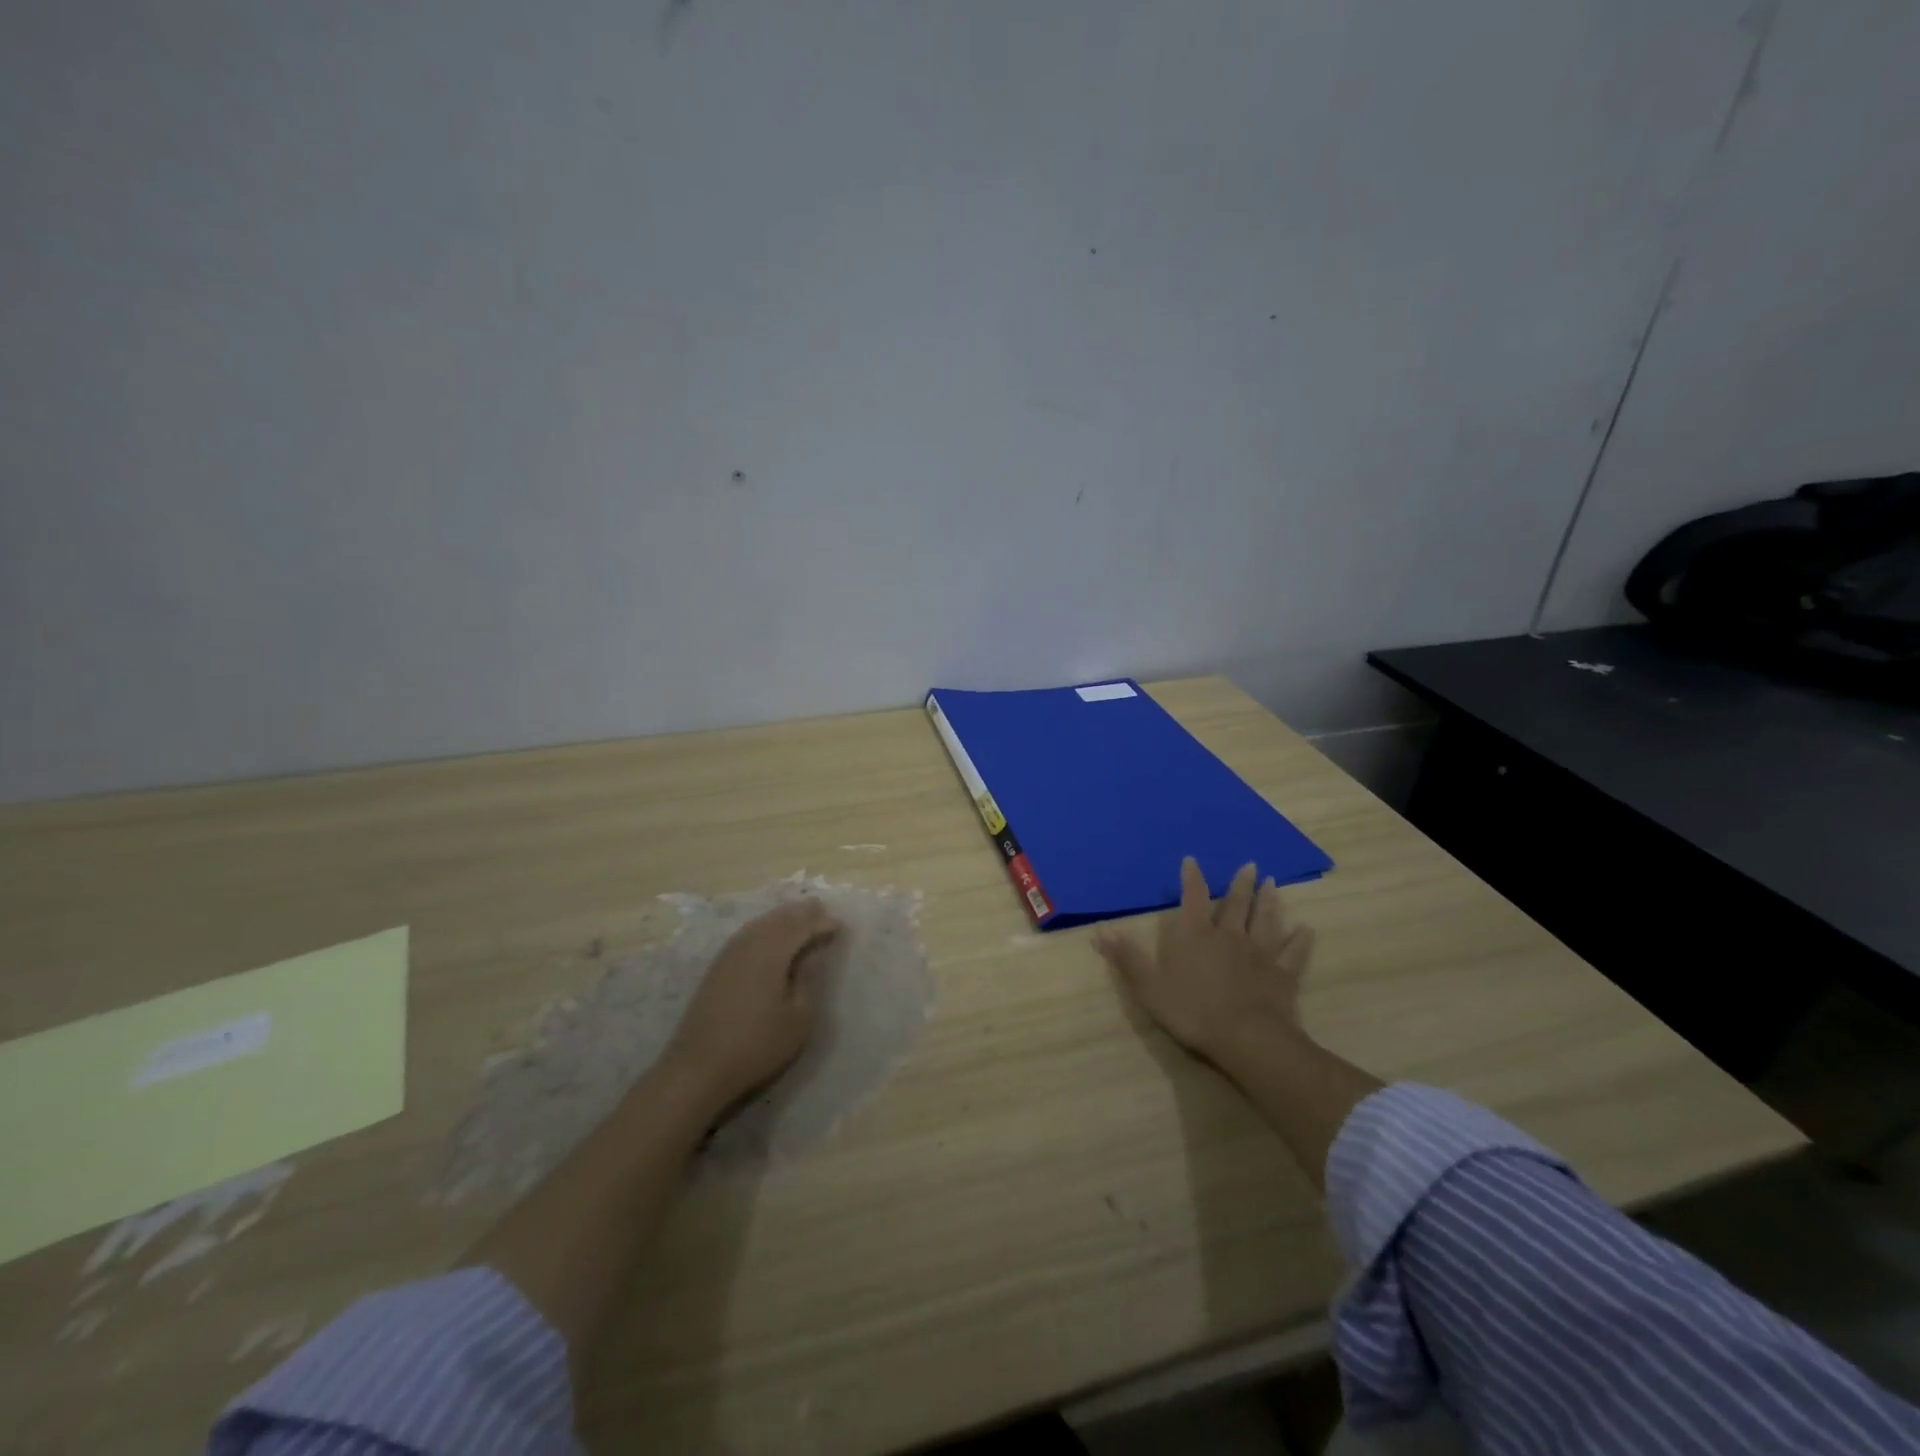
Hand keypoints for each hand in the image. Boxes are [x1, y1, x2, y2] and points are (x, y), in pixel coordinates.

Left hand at [663, 898, 841, 1114]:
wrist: (699, 1068)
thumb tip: (812, 954)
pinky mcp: (717, 968)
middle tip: (820, 907)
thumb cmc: (757, 1045)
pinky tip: (767, 935)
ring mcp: (729, 955)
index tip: (840, 926)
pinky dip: (763, 928)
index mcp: (772, 952)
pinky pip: (746, 934)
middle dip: (801, 912)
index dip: (822, 924)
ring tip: (798, 915)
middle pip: (779, 919)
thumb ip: (808, 980)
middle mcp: (749, 944)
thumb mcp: (799, 1018)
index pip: (802, 927)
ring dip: (781, 917)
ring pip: (760, 924)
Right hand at [1094, 858, 1314, 1062]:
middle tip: (1250, 865)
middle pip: (1235, 905)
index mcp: (1195, 936)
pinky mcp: (1282, 975)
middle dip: (1240, 884)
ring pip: (1265, 921)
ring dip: (1269, 902)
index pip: (1191, 898)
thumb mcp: (1149, 986)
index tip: (1192, 860)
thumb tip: (1100, 931)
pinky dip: (1300, 941)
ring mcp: (1259, 954)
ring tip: (1273, 885)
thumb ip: (1127, 958)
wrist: (1246, 1039)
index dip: (1191, 879)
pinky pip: (1293, 953)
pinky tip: (1307, 930)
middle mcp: (1228, 936)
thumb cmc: (1192, 1011)